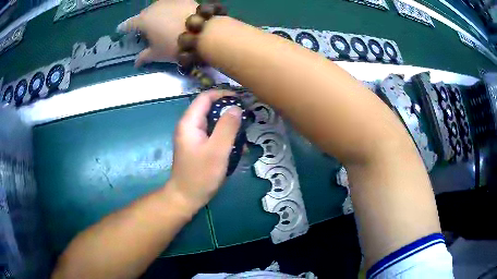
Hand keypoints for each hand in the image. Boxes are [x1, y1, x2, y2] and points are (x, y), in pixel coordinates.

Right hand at [117, 0, 197, 66]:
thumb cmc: (174, 45)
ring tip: (161, 22)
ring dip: (157, 14)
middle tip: (145, 29)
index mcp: (143, 21)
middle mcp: (154, 7)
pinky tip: (175, 15)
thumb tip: (135, 63)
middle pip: (144, 14)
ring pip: (158, 7)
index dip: (124, 27)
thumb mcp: (157, 54)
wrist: (202, 32)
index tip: (120, 29)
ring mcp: (169, 1)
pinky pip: (172, 4)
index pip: (129, 24)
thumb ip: (144, 57)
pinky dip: (171, 9)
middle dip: (143, 21)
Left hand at [169, 90, 241, 211]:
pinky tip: (237, 147)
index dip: (223, 94)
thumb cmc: (200, 174)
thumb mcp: (217, 150)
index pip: (205, 97)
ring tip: (244, 134)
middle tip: (246, 118)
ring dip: (229, 125)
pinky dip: (225, 137)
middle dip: (228, 111)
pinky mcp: (198, 146)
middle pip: (210, 109)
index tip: (241, 100)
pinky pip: (213, 135)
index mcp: (190, 122)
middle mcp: (189, 126)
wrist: (186, 197)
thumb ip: (227, 127)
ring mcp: (193, 137)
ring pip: (213, 122)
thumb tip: (236, 108)